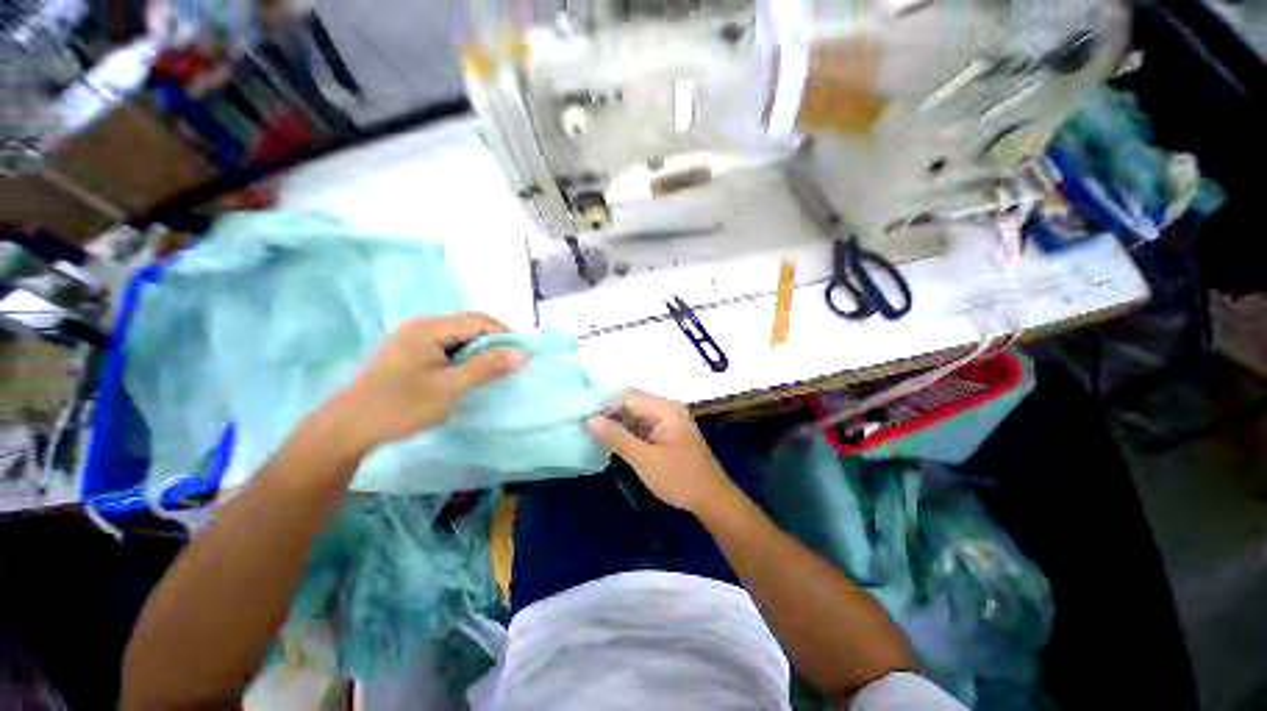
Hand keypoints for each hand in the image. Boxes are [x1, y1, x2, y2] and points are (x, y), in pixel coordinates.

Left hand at [321, 313, 525, 453]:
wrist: (348, 429)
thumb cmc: (400, 407)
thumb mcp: (449, 388)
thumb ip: (487, 368)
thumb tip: (523, 354)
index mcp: (428, 328)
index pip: (478, 321)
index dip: (505, 334)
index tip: (523, 354)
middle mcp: (421, 326)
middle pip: (469, 325)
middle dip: (494, 342)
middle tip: (511, 364)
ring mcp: (413, 339)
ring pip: (459, 337)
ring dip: (480, 350)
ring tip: (495, 370)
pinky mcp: (411, 353)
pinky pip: (448, 347)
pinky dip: (465, 357)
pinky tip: (470, 373)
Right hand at [587, 391, 735, 514]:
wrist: (711, 499)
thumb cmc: (679, 479)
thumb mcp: (644, 460)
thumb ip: (617, 437)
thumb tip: (590, 420)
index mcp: (666, 409)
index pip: (628, 396)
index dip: (605, 405)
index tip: (583, 418)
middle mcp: (668, 408)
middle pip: (632, 403)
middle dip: (610, 414)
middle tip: (586, 428)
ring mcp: (669, 420)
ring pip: (636, 414)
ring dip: (618, 424)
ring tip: (594, 435)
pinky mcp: (668, 432)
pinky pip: (643, 425)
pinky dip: (629, 432)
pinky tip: (613, 442)